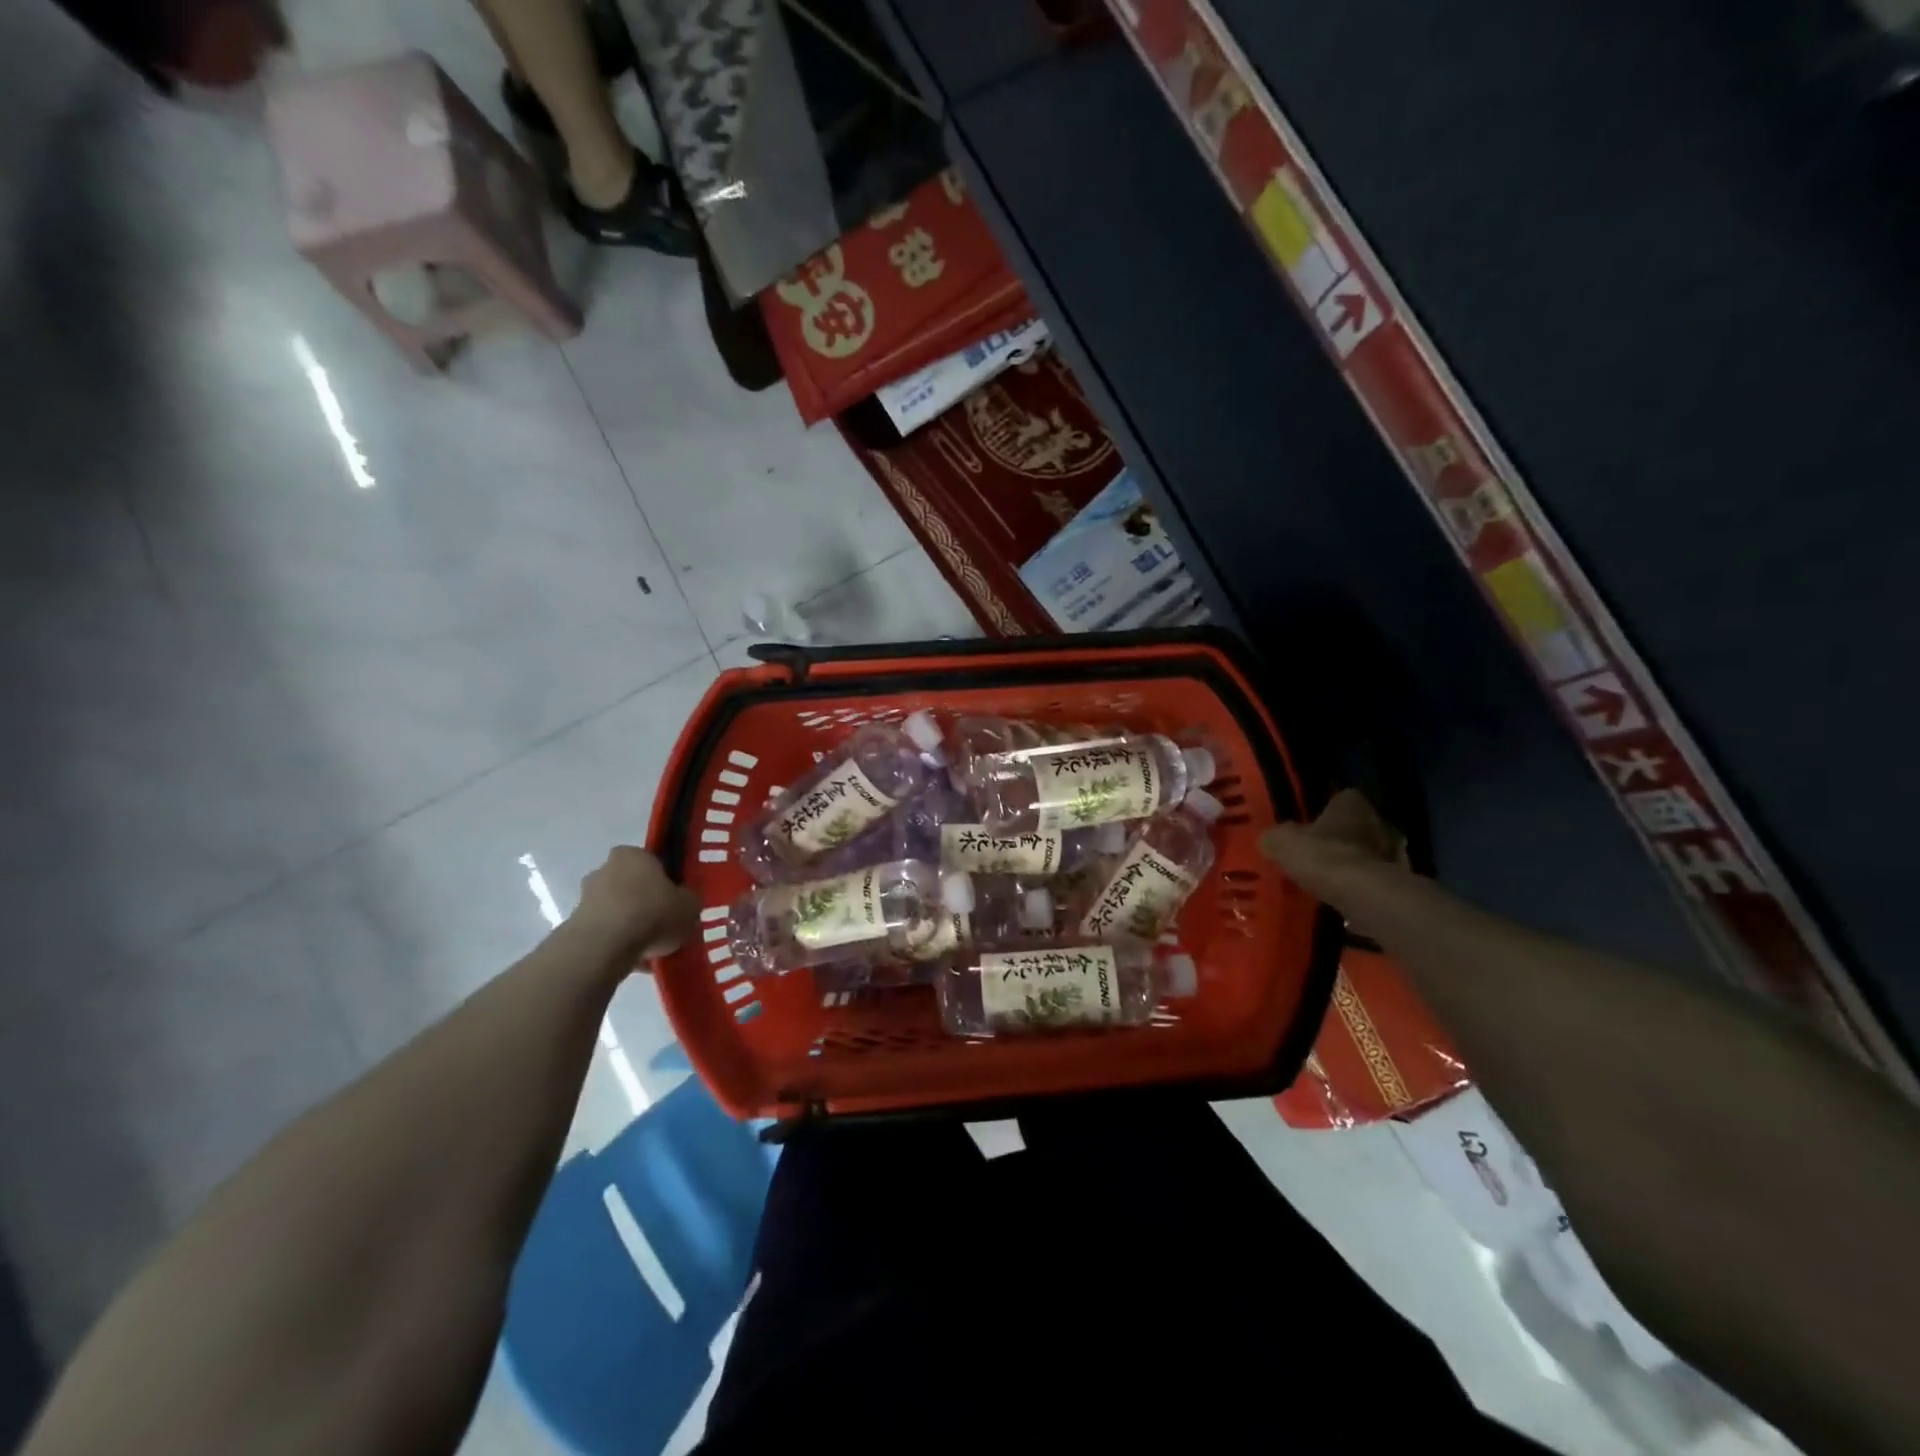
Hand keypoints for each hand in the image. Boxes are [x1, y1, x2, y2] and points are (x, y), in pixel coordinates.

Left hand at [570, 847, 699, 963]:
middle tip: (666, 924)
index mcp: (633, 854)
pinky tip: (637, 961)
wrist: (604, 947)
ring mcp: (586, 898)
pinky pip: (607, 934)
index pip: (652, 862)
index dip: (666, 881)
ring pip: (618, 911)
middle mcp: (605, 869)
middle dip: (646, 903)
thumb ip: (689, 900)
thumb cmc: (652, 913)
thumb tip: (685, 902)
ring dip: (632, 926)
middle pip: (632, 886)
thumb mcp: (690, 905)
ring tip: (653, 949)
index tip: (676, 900)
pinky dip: (619, 945)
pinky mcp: (575, 927)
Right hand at [1259, 789, 1405, 910]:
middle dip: (1342, 838)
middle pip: (1358, 826)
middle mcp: (1378, 822)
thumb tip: (1271, 840)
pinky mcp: (1399, 884)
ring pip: (1369, 854)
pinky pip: (1374, 880)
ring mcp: (1394, 853)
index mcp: (1352, 804)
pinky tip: (1342, 896)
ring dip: (1354, 863)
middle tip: (1319, 852)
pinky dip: (1361, 886)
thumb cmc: (1321, 855)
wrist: (1361, 894)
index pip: (1341, 798)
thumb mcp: (1281, 841)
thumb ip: (1277, 837)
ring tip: (1329, 878)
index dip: (1325, 811)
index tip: (1311, 824)